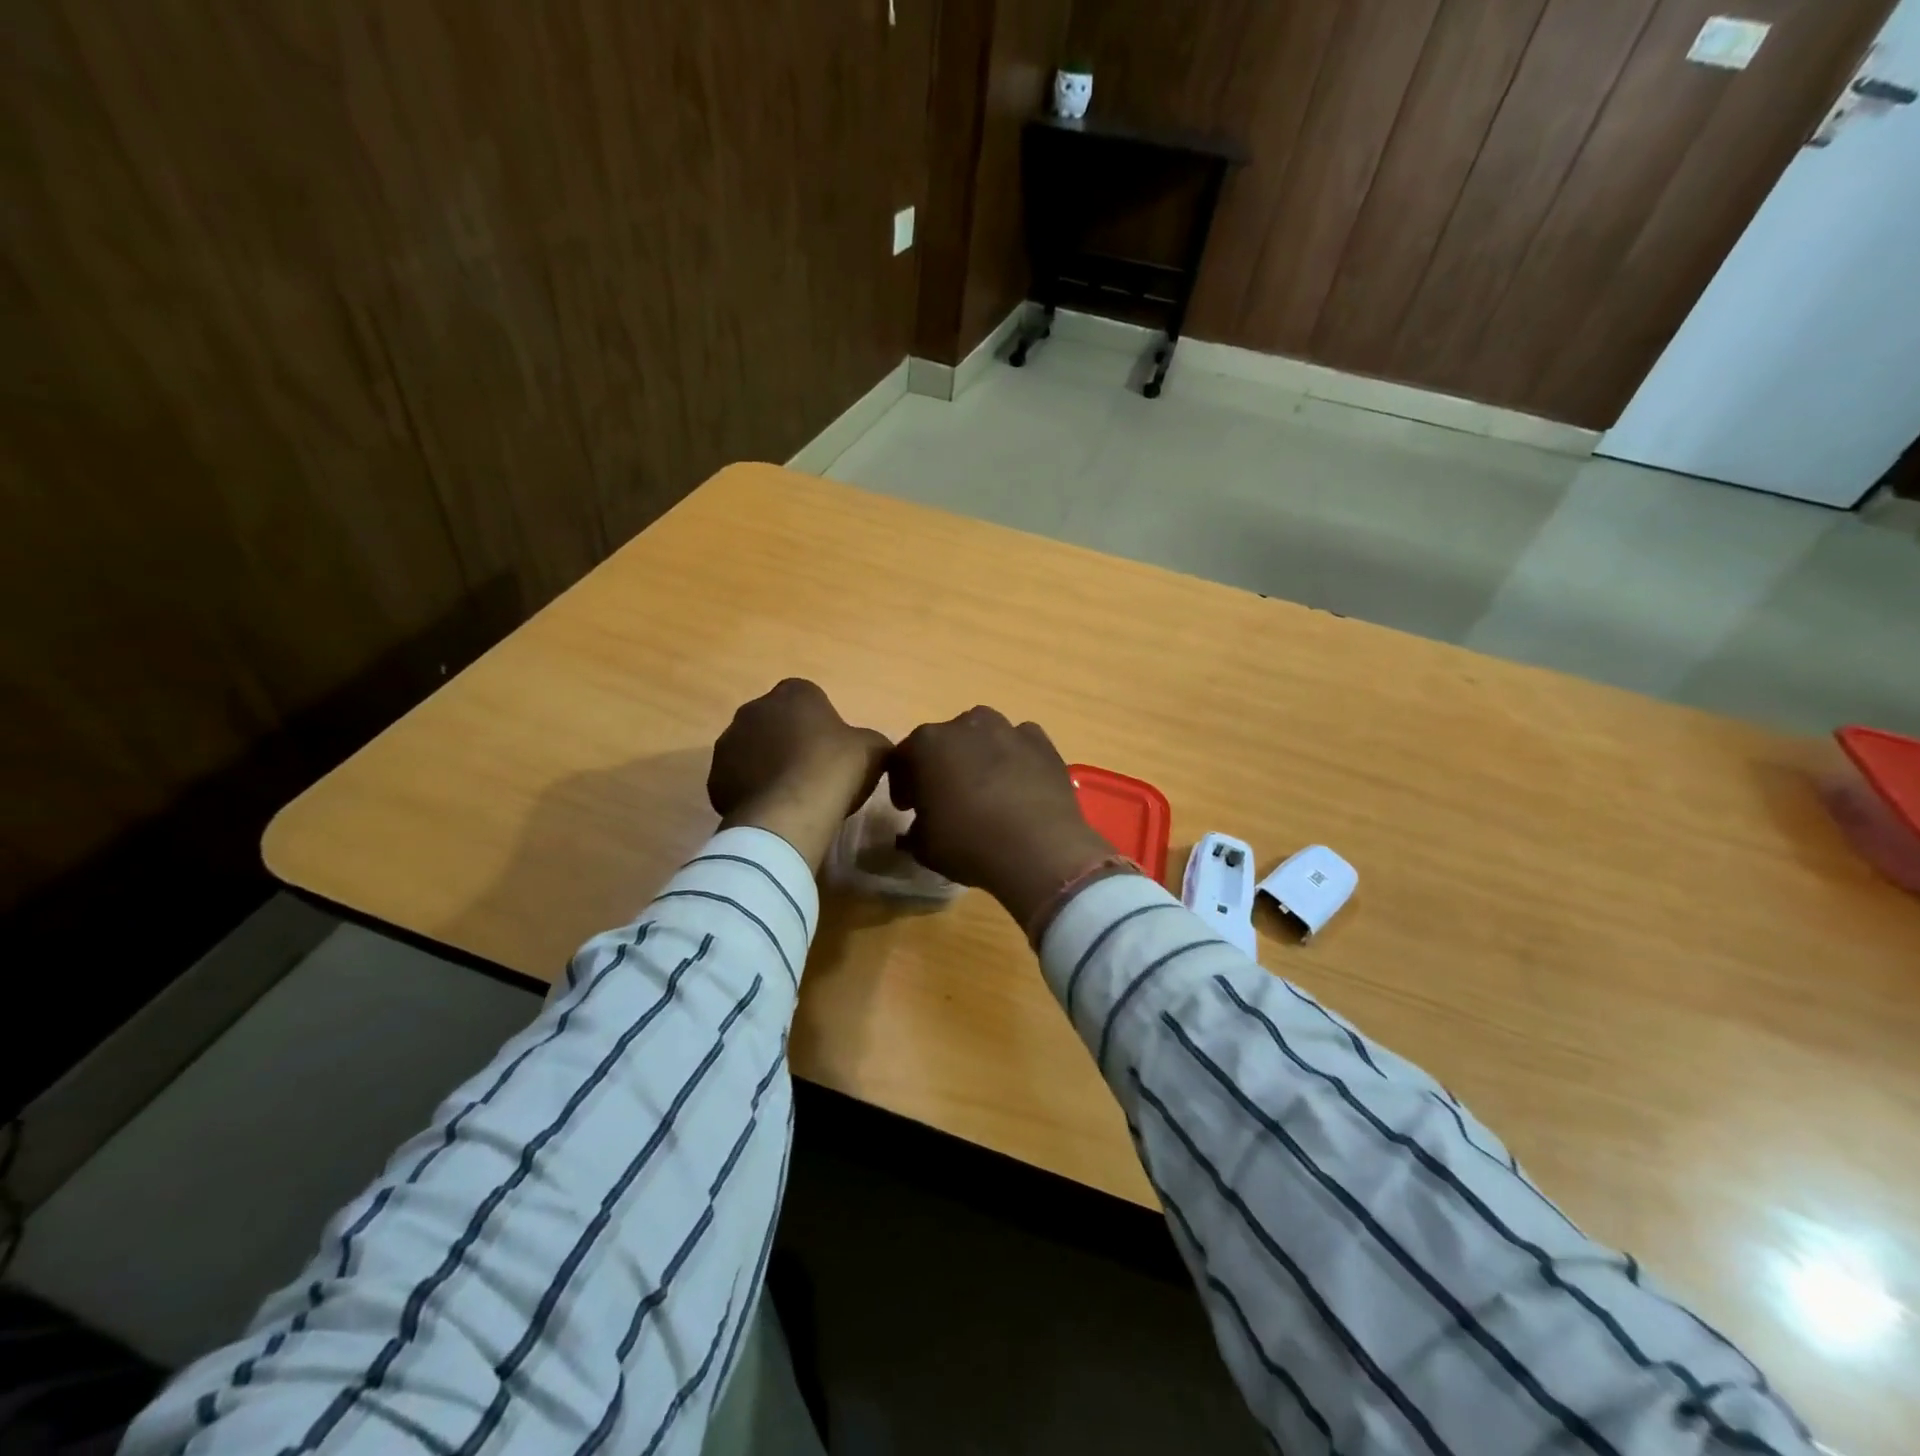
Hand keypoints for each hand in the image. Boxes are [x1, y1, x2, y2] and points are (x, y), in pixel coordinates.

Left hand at [709, 679, 890, 870]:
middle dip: (789, 740)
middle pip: (776, 722)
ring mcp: (729, 742)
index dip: (821, 723)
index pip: (808, 698)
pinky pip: (738, 780)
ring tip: (791, 795)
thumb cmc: (835, 768)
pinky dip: (752, 790)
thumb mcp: (874, 749)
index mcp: (794, 692)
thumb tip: (869, 748)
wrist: (791, 811)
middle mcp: (755, 708)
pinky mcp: (715, 777)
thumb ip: (870, 740)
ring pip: (753, 750)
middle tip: (812, 771)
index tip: (833, 750)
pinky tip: (772, 809)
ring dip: (767, 765)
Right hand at [887, 707, 1123, 928]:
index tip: (908, 807)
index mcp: (927, 743)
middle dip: (942, 766)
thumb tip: (915, 830)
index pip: (904, 758)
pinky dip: (1015, 760)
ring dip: (979, 758)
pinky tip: (1019, 788)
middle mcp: (966, 724)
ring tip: (987, 792)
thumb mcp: (923, 847)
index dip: (904, 784)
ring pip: (984, 738)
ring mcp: (1007, 729)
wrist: (1039, 849)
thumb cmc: (969, 844)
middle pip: (946, 742)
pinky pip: (1019, 745)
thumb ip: (912, 832)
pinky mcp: (1041, 742)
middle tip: (947, 799)